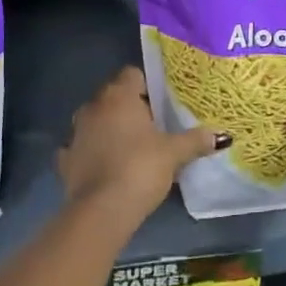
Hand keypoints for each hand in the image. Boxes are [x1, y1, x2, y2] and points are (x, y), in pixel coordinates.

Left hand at [58, 66, 227, 228]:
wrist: (102, 211)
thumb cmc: (140, 168)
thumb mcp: (174, 153)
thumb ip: (195, 141)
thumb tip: (221, 136)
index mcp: (118, 96)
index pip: (132, 74)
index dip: (147, 86)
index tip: (162, 104)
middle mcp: (93, 107)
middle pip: (113, 96)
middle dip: (130, 108)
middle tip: (153, 127)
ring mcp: (75, 133)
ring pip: (95, 121)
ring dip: (108, 129)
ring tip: (130, 148)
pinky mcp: (65, 160)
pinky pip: (80, 148)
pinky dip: (91, 153)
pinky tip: (105, 167)